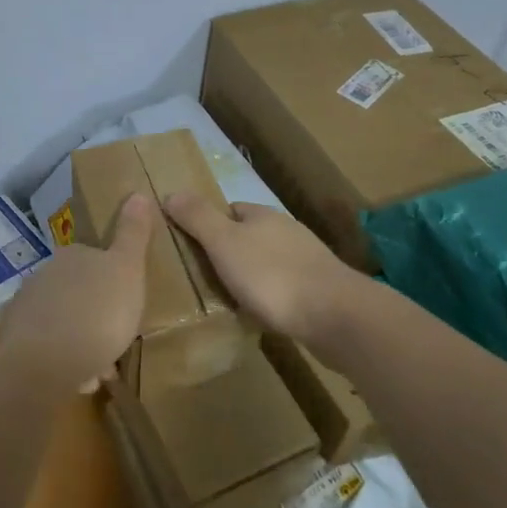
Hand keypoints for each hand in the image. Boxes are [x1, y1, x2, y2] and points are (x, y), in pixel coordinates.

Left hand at [0, 194, 156, 390]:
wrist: (42, 364)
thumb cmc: (96, 313)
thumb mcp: (127, 270)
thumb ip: (132, 234)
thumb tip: (137, 193)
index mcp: (72, 255)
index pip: (95, 260)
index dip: (113, 285)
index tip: (126, 307)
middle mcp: (44, 274)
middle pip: (78, 293)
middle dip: (96, 316)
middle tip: (116, 342)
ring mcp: (26, 307)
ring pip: (62, 322)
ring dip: (81, 343)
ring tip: (98, 371)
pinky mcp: (14, 340)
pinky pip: (47, 348)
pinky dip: (63, 361)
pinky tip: (77, 380)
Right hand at [163, 193, 353, 344]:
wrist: (336, 315)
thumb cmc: (272, 275)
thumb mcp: (224, 243)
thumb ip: (198, 218)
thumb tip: (171, 191)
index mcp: (262, 215)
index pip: (229, 210)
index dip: (209, 225)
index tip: (191, 247)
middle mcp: (286, 231)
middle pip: (249, 236)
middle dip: (230, 252)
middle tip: (205, 277)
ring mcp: (307, 260)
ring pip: (268, 262)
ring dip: (251, 276)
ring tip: (230, 299)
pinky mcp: (320, 290)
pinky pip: (285, 287)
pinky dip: (270, 297)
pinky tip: (262, 315)